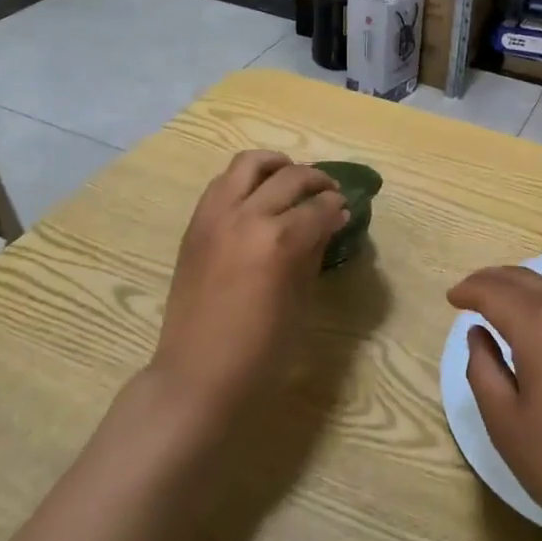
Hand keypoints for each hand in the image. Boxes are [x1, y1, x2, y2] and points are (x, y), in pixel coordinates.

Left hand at [150, 151, 348, 420]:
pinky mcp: (195, 224)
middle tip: (328, 192)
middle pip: (289, 177)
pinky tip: (258, 197)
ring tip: (291, 178)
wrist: (198, 376)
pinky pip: (222, 183)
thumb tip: (330, 221)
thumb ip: (314, 251)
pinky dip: (245, 180)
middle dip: (316, 180)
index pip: (318, 207)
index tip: (345, 209)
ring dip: (276, 166)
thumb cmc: (261, 351)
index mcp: (279, 241)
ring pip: (249, 164)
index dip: (337, 206)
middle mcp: (247, 217)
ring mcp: (216, 217)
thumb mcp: (301, 301)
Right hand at [449, 266, 541, 540]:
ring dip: (519, 290)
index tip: (451, 298)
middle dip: (492, 280)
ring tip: (497, 306)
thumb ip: (483, 371)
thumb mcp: (507, 424)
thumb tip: (479, 335)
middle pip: (524, 280)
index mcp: (540, 325)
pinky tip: (536, 330)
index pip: (495, 292)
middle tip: (468, 292)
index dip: (469, 291)